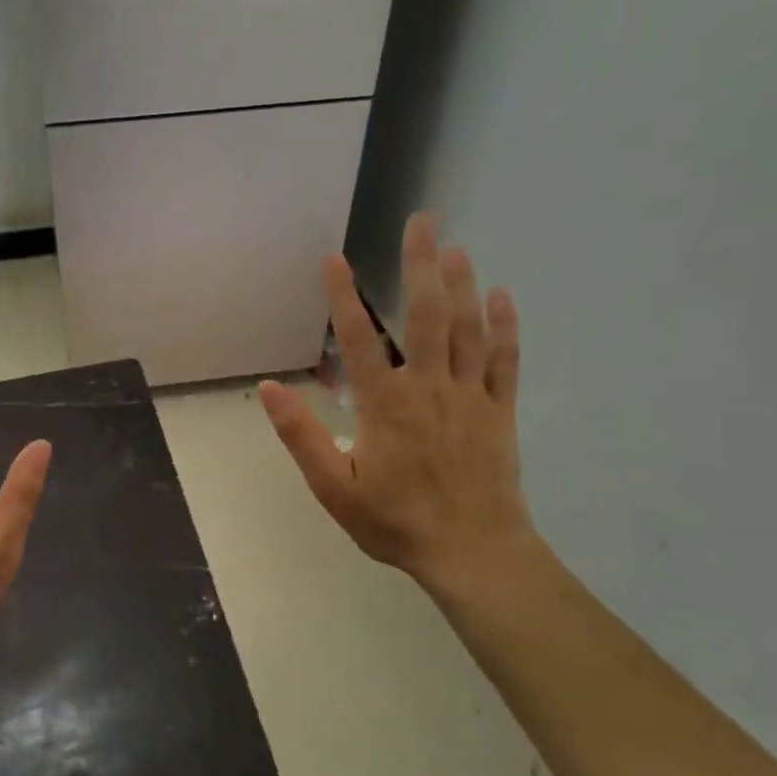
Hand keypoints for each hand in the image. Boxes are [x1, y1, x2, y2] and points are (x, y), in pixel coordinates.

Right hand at [259, 215, 539, 605]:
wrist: (471, 552)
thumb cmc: (395, 522)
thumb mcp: (333, 487)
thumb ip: (301, 435)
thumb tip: (271, 388)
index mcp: (384, 405)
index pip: (359, 338)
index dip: (344, 296)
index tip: (335, 259)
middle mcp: (428, 388)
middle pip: (426, 316)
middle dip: (421, 266)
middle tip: (422, 222)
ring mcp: (470, 397)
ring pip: (467, 330)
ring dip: (462, 285)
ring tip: (456, 247)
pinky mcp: (499, 413)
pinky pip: (505, 362)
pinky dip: (504, 328)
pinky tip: (503, 297)